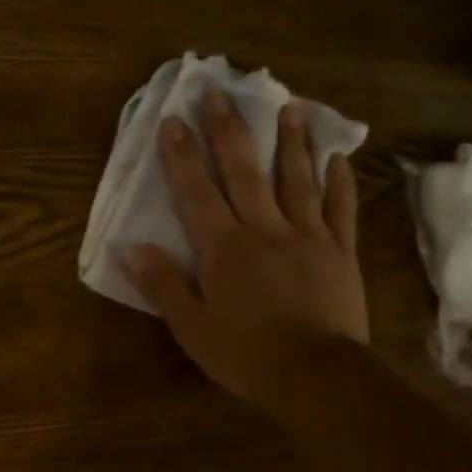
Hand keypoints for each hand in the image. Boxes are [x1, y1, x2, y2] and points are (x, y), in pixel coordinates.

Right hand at [122, 89, 367, 404]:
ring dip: (292, 142)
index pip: (197, 192)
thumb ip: (163, 285)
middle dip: (229, 131)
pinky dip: (340, 183)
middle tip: (221, 93)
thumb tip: (130, 248)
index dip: (182, 155)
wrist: (317, 379)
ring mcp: (308, 237)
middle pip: (244, 172)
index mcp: (225, 248)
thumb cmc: (247, 355)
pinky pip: (341, 211)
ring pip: (297, 180)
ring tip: (290, 106)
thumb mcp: (192, 328)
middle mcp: (265, 229)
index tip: (173, 119)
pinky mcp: (341, 253)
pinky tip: (339, 158)